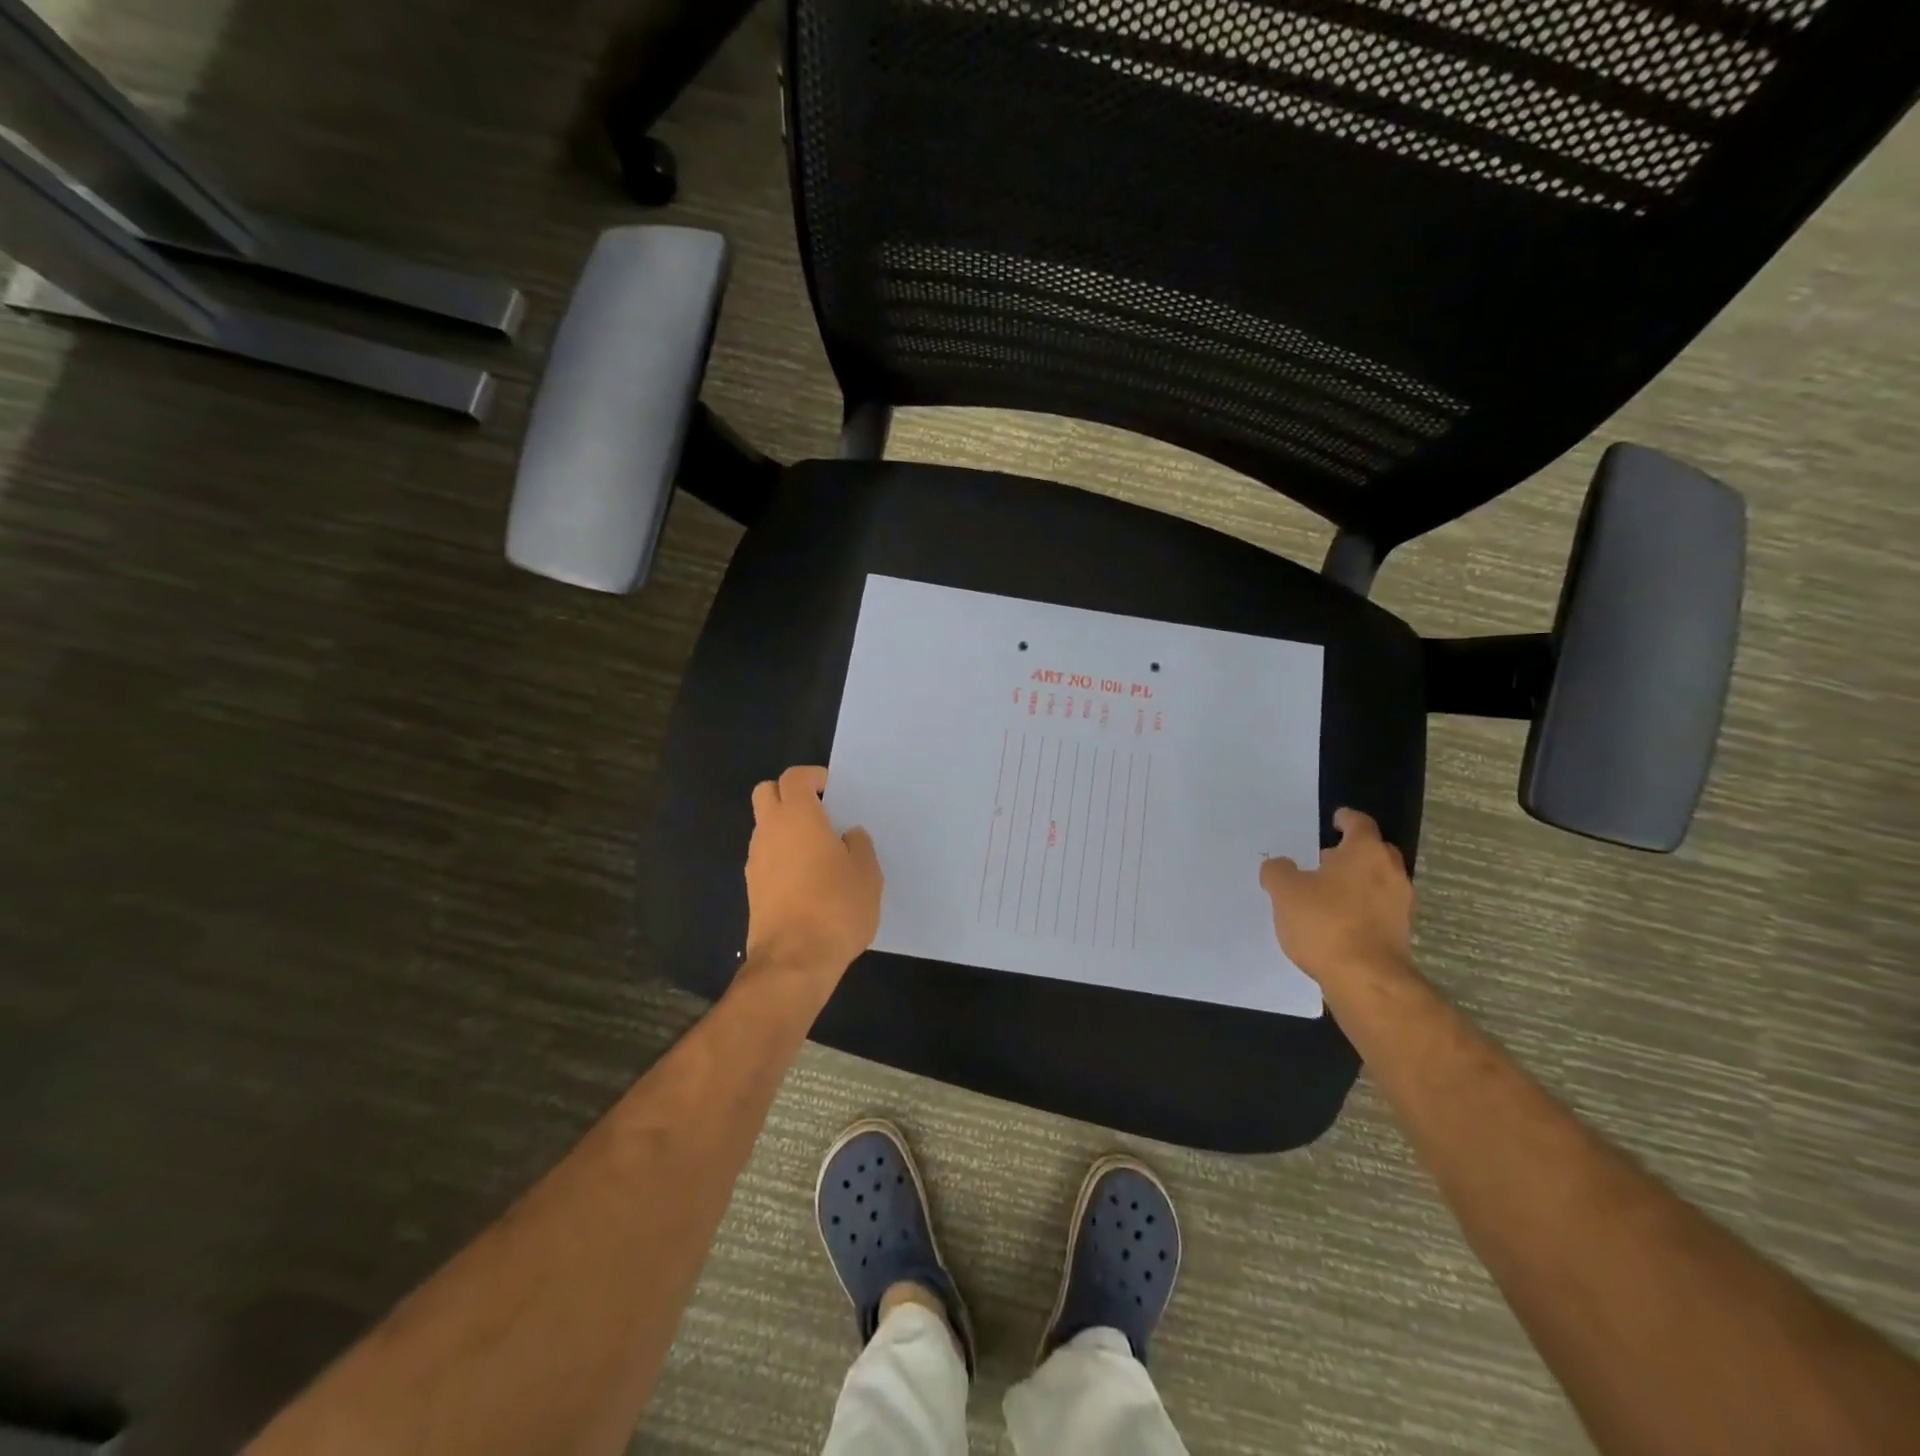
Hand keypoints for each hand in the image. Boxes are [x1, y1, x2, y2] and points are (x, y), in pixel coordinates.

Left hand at [744, 765, 883, 978]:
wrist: (794, 961)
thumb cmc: (837, 907)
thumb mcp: (867, 873)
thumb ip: (858, 846)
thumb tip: (847, 836)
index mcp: (798, 817)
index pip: (794, 778)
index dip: (813, 777)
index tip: (832, 789)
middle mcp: (770, 831)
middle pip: (766, 793)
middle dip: (789, 794)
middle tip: (819, 811)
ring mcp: (756, 861)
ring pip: (764, 827)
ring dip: (785, 827)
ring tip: (818, 850)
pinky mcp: (752, 889)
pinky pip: (765, 857)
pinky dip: (781, 856)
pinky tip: (806, 879)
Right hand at [1260, 808, 1414, 992]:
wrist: (1366, 978)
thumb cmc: (1325, 922)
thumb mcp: (1285, 891)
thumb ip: (1278, 871)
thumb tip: (1279, 866)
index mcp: (1365, 852)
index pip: (1360, 823)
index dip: (1346, 819)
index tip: (1335, 819)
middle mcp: (1390, 872)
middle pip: (1375, 851)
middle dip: (1353, 852)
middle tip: (1327, 858)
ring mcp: (1401, 904)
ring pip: (1380, 881)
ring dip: (1359, 882)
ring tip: (1328, 893)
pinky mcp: (1401, 933)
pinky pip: (1380, 909)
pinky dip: (1363, 908)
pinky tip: (1340, 921)